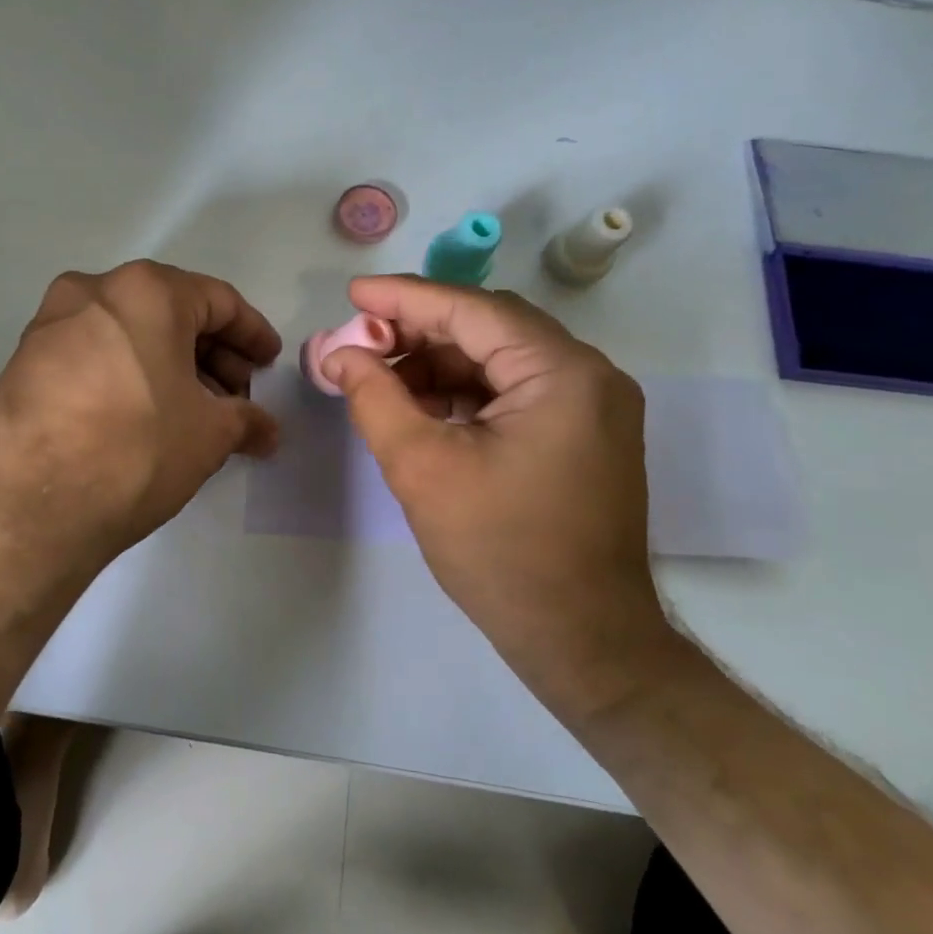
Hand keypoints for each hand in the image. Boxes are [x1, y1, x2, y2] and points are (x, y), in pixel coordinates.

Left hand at [0, 260, 281, 580]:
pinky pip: (95, 355)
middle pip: (171, 313)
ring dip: (171, 367)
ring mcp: (51, 324)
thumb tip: (267, 431)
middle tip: (235, 399)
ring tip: (193, 415)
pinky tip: (144, 419)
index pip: (218, 301)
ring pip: (131, 334)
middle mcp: (93, 291)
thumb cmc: (134, 451)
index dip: (252, 335)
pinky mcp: (23, 361)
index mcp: (146, 291)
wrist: (25, 506)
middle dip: (212, 355)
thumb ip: (247, 421)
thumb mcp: (208, 435)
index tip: (269, 364)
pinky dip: (130, 376)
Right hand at [320, 276, 671, 709]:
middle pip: (489, 329)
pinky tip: (420, 408)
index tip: (352, 293)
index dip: (405, 298)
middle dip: (418, 332)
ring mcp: (592, 407)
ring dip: (437, 364)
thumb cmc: (501, 551)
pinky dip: (464, 393)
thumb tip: (341, 353)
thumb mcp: (422, 468)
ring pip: (499, 360)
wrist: (582, 640)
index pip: (472, 310)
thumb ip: (375, 398)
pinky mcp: (583, 435)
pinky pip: (514, 392)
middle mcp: (589, 376)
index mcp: (562, 373)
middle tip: (358, 343)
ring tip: (379, 380)